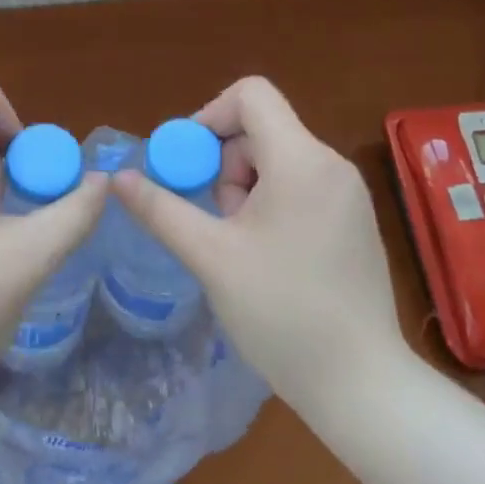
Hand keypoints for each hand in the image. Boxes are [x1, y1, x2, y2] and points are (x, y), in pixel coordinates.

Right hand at [113, 76, 412, 414]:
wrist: (365, 389)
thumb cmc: (283, 314)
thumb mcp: (211, 257)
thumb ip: (162, 209)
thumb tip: (119, 178)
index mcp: (301, 159)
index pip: (251, 94)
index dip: (210, 114)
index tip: (191, 163)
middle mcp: (330, 163)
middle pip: (261, 127)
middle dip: (226, 163)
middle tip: (216, 218)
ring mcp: (349, 191)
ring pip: (278, 157)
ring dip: (246, 186)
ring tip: (240, 244)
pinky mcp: (355, 218)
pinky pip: (301, 182)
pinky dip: (272, 200)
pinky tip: (267, 254)